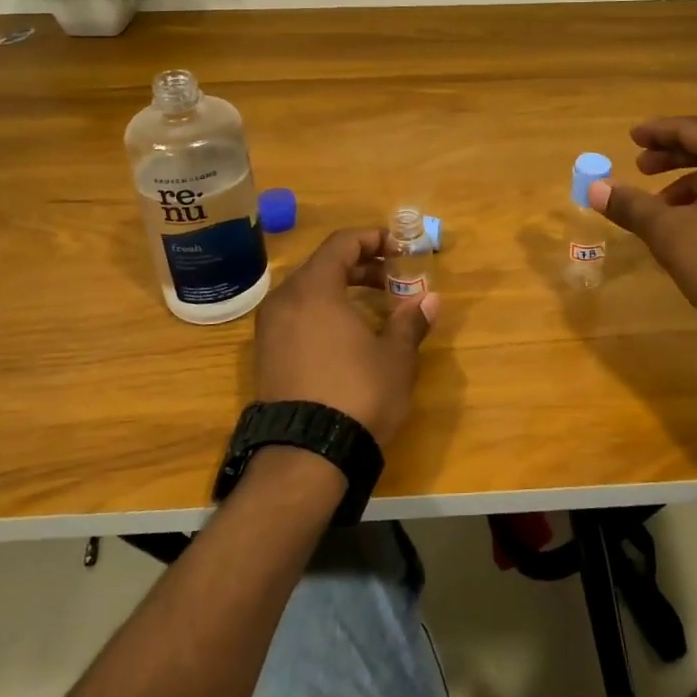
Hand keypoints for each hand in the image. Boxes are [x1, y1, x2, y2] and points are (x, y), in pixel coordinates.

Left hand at [253, 228, 438, 446]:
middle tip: (394, 278)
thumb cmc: (357, 394)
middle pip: (324, 264)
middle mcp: (285, 300)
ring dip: (343, 289)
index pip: (342, 243)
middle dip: (362, 265)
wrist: (305, 457)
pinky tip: (349, 334)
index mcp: (314, 289)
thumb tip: (429, 299)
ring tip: (377, 305)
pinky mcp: (266, 355)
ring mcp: (270, 329)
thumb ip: (411, 322)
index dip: (374, 239)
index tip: (400, 249)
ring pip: (309, 291)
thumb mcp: (395, 357)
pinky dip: (324, 311)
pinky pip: (297, 315)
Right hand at [590, 116, 696, 370]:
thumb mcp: (669, 233)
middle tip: (641, 168)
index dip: (658, 132)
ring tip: (663, 208)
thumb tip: (594, 188)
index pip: (694, 129)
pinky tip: (696, 229)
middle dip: (674, 158)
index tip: (632, 138)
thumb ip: (631, 205)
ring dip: (693, 184)